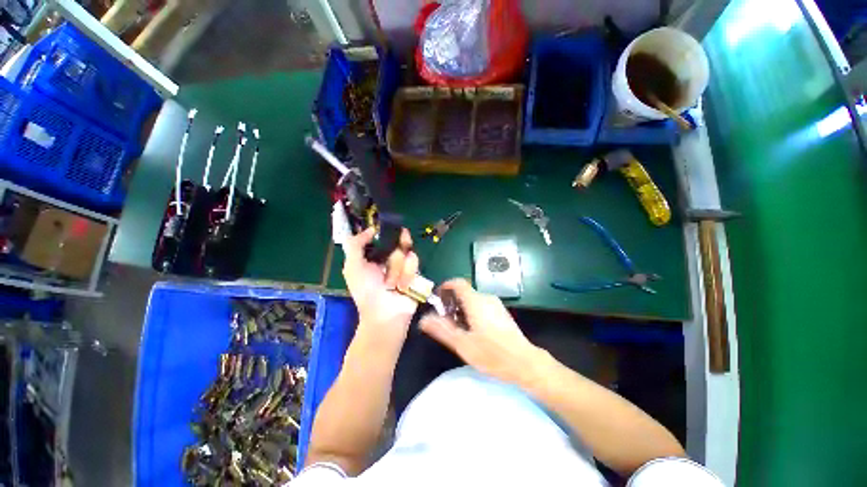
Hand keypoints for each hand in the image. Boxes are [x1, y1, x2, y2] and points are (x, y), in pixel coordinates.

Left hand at [342, 228, 419, 338]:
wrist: (385, 314)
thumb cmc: (366, 291)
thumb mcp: (353, 267)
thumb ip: (355, 245)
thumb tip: (371, 229)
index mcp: (374, 255)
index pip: (383, 235)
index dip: (386, 232)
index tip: (388, 230)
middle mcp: (390, 257)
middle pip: (398, 241)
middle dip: (393, 253)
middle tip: (389, 263)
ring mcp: (404, 265)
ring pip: (406, 252)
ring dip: (397, 269)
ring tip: (392, 284)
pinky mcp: (415, 272)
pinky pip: (414, 264)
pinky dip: (407, 274)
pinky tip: (402, 286)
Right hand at [419, 279, 543, 384]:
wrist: (524, 363)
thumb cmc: (492, 354)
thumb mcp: (463, 344)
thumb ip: (442, 330)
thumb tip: (423, 319)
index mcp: (476, 301)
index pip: (458, 283)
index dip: (445, 287)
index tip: (437, 299)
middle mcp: (486, 298)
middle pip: (464, 291)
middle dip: (451, 302)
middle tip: (444, 319)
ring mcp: (496, 304)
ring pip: (473, 299)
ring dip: (461, 308)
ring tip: (457, 327)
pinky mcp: (501, 312)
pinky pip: (481, 305)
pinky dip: (471, 311)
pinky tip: (472, 330)